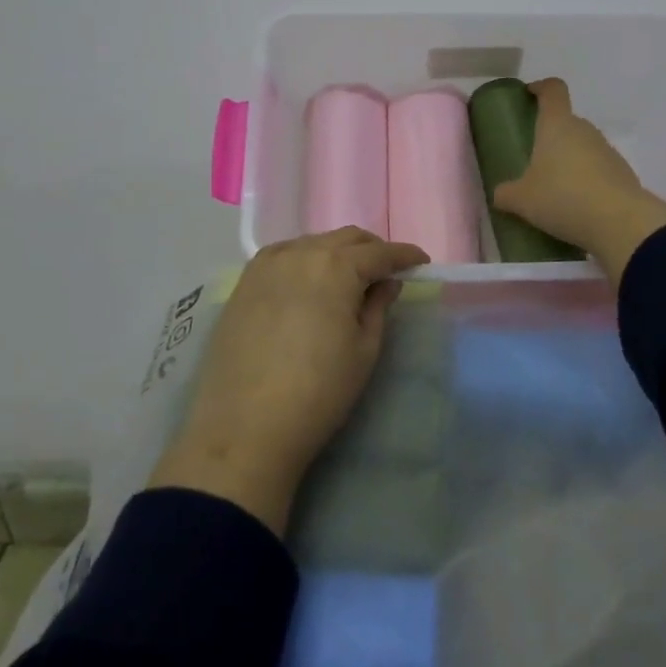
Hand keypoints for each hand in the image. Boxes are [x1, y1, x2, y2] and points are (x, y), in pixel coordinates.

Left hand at [148, 227, 428, 533]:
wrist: (245, 427)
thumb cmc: (319, 391)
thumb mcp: (364, 350)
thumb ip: (378, 306)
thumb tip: (386, 282)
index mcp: (337, 266)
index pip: (380, 252)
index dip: (404, 255)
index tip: (421, 262)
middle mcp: (301, 253)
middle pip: (346, 239)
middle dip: (372, 249)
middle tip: (388, 270)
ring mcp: (267, 265)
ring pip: (313, 243)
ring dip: (338, 252)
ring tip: (350, 277)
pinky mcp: (244, 283)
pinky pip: (284, 256)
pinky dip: (306, 260)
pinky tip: (310, 281)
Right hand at [490, 77, 665, 281]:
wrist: (619, 222)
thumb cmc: (562, 198)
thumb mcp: (522, 200)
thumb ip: (506, 194)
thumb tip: (500, 194)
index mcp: (557, 125)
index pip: (553, 90)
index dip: (541, 88)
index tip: (530, 94)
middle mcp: (584, 130)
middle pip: (567, 122)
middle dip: (551, 136)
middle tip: (535, 159)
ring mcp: (608, 150)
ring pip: (584, 147)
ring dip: (570, 161)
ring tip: (556, 189)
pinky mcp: (624, 173)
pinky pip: (599, 170)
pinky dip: (588, 181)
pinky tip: (578, 206)